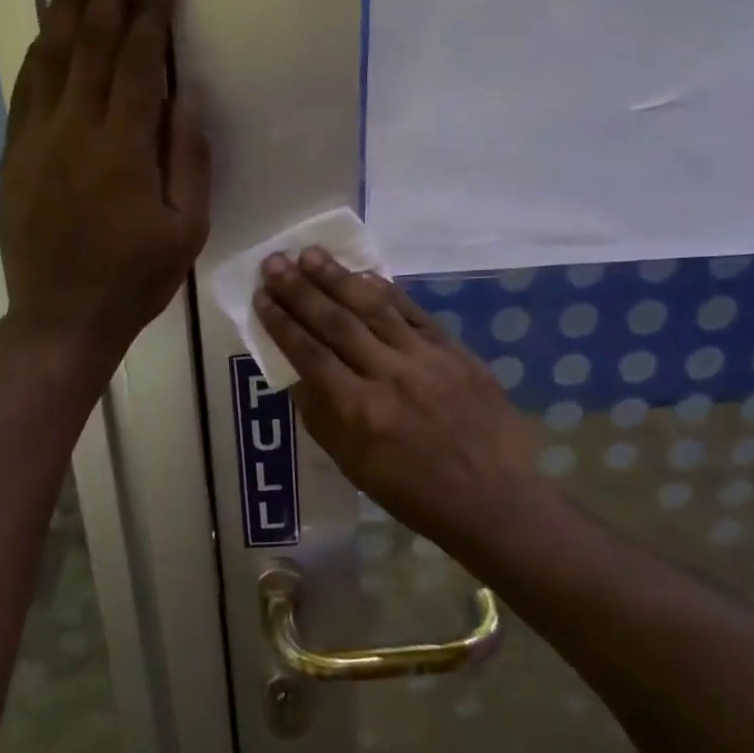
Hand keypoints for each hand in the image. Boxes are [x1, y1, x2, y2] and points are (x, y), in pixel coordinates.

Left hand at [0, 0, 209, 360]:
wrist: (61, 318)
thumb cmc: (134, 281)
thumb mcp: (186, 231)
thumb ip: (188, 160)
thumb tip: (182, 97)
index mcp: (124, 147)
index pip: (137, 61)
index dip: (150, 12)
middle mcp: (76, 129)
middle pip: (90, 40)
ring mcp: (37, 140)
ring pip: (51, 55)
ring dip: (64, 3)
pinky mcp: (14, 156)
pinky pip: (24, 90)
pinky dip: (37, 52)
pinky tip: (45, 28)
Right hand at [254, 248, 550, 557]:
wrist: (492, 498)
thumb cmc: (413, 493)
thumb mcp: (353, 465)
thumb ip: (322, 416)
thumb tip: (298, 373)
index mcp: (359, 412)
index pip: (309, 355)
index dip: (282, 323)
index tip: (261, 297)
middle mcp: (389, 377)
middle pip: (336, 323)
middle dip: (301, 290)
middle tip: (274, 262)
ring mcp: (426, 360)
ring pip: (374, 308)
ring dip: (338, 278)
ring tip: (310, 254)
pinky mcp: (456, 352)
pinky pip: (414, 313)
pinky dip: (387, 291)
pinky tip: (364, 273)